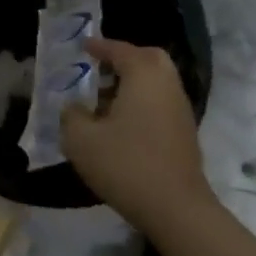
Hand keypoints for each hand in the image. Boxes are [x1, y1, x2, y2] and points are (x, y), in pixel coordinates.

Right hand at [62, 38, 215, 234]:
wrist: (175, 209)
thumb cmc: (125, 164)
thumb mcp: (81, 139)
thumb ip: (71, 115)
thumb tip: (75, 107)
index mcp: (143, 76)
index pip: (120, 50)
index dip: (99, 46)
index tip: (83, 46)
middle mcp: (167, 85)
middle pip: (148, 59)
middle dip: (124, 59)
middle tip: (99, 68)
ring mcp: (180, 110)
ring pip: (156, 83)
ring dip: (131, 84)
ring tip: (102, 100)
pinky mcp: (184, 134)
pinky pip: (160, 104)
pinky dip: (141, 103)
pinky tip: (119, 124)